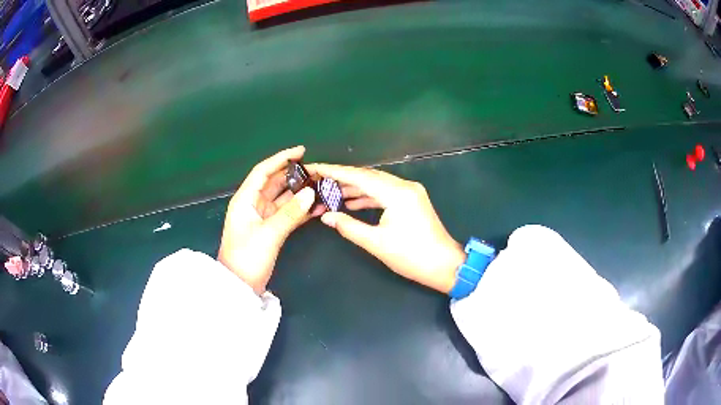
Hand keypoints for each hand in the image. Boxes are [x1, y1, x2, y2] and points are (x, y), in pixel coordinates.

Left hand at [219, 146, 323, 294]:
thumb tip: (311, 193)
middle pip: (275, 183)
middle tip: (318, 172)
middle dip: (295, 177)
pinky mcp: (270, 230)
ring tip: (322, 188)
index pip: (263, 171)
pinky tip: (318, 208)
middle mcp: (253, 204)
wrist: (240, 286)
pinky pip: (287, 214)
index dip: (281, 159)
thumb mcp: (268, 234)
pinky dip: (301, 211)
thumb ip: (290, 213)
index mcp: (245, 199)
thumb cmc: (247, 257)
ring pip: (283, 199)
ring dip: (300, 194)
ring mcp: (262, 218)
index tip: (301, 152)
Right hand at [308, 164, 465, 293]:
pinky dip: (369, 196)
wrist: (444, 266)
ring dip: (355, 187)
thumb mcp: (376, 243)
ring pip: (377, 183)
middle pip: (368, 176)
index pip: (359, 176)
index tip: (315, 167)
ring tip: (331, 192)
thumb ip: (348, 226)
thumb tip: (325, 216)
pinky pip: (385, 192)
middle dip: (342, 177)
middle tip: (320, 179)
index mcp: (396, 193)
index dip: (334, 171)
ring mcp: (410, 192)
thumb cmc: (411, 256)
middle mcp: (404, 186)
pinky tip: (352, 203)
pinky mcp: (412, 200)